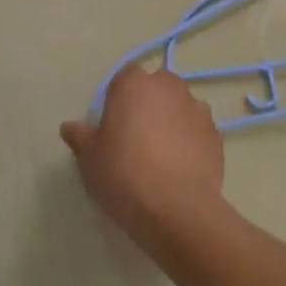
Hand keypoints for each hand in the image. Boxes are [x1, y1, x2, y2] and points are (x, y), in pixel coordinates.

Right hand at [61, 66, 226, 260]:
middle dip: (148, 104)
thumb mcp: (90, 158)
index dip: (119, 98)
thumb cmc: (124, 173)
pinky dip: (190, 140)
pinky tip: (180, 166)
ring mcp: (197, 109)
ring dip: (171, 120)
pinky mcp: (216, 134)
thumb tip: (69, 127)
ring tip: (161, 154)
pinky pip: (197, 130)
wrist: (176, 208)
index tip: (113, 124)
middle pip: (156, 87)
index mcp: (134, 84)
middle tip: (136, 137)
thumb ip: (80, 136)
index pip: (125, 77)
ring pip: (180, 107)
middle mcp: (169, 87)